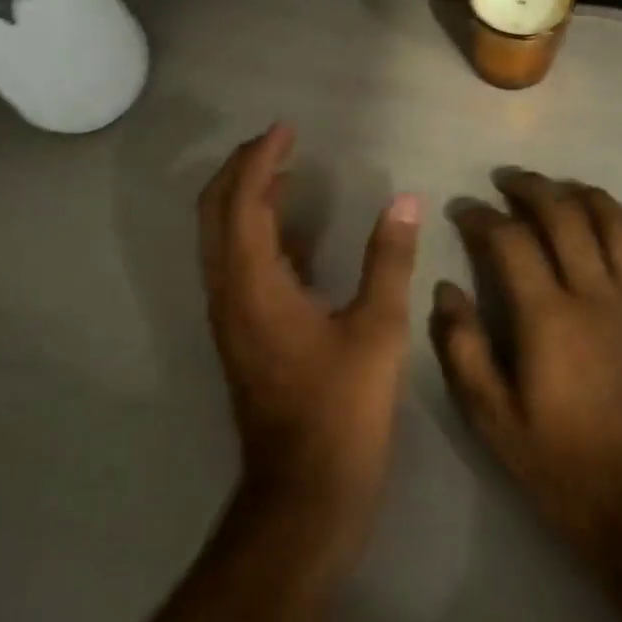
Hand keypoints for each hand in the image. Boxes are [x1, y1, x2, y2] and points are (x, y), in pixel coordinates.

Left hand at [199, 124, 421, 571]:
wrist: (303, 493)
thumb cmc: (342, 410)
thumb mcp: (377, 329)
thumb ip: (388, 259)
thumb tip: (405, 202)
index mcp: (253, 283)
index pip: (243, 199)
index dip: (262, 158)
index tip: (287, 128)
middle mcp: (227, 291)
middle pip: (216, 210)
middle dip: (242, 168)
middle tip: (279, 141)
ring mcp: (228, 315)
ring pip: (221, 237)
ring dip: (246, 198)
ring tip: (286, 172)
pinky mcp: (239, 333)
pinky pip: (236, 263)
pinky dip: (256, 233)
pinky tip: (294, 232)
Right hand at [430, 171, 621, 571]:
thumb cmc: (564, 469)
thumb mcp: (493, 419)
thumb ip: (463, 349)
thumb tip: (446, 290)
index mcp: (548, 317)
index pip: (510, 240)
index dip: (482, 216)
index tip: (464, 209)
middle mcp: (599, 297)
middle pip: (567, 217)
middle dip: (533, 188)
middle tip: (510, 179)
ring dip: (591, 198)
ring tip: (567, 190)